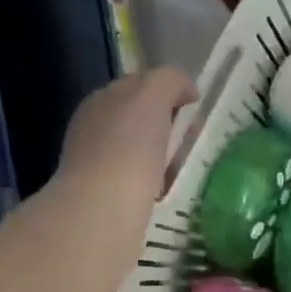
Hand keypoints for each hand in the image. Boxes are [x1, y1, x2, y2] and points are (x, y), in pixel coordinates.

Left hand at [57, 67, 196, 195]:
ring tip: (181, 171)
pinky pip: (142, 180)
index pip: (142, 84)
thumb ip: (168, 81)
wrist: (103, 211)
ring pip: (144, 151)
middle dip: (171, 128)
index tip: (195, 110)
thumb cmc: (129, 150)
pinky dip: (158, 183)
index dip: (171, 92)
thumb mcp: (151, 98)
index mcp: (102, 99)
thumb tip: (186, 89)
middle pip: (144, 119)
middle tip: (191, 143)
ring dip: (167, 157)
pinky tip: (166, 192)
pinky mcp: (106, 195)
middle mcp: (95, 126)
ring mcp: (98, 162)